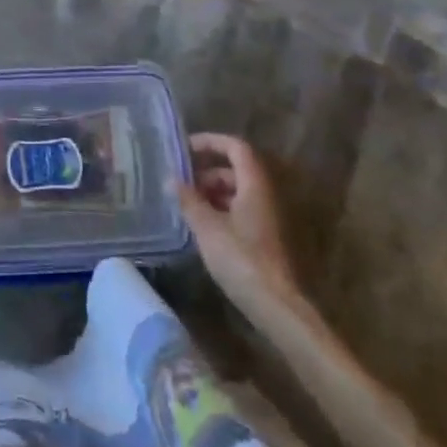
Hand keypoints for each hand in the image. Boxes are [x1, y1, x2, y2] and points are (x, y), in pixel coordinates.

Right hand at [178, 133, 301, 311]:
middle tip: (179, 181)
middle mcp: (263, 196)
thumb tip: (172, 180)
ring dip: (210, 191)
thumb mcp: (207, 227)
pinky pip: (238, 210)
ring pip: (236, 191)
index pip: (236, 147)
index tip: (185, 148)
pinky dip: (218, 209)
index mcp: (254, 186)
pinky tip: (199, 225)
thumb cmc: (240, 258)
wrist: (274, 304)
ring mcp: (265, 217)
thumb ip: (189, 200)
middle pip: (235, 169)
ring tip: (184, 203)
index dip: (211, 142)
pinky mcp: (262, 237)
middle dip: (206, 171)